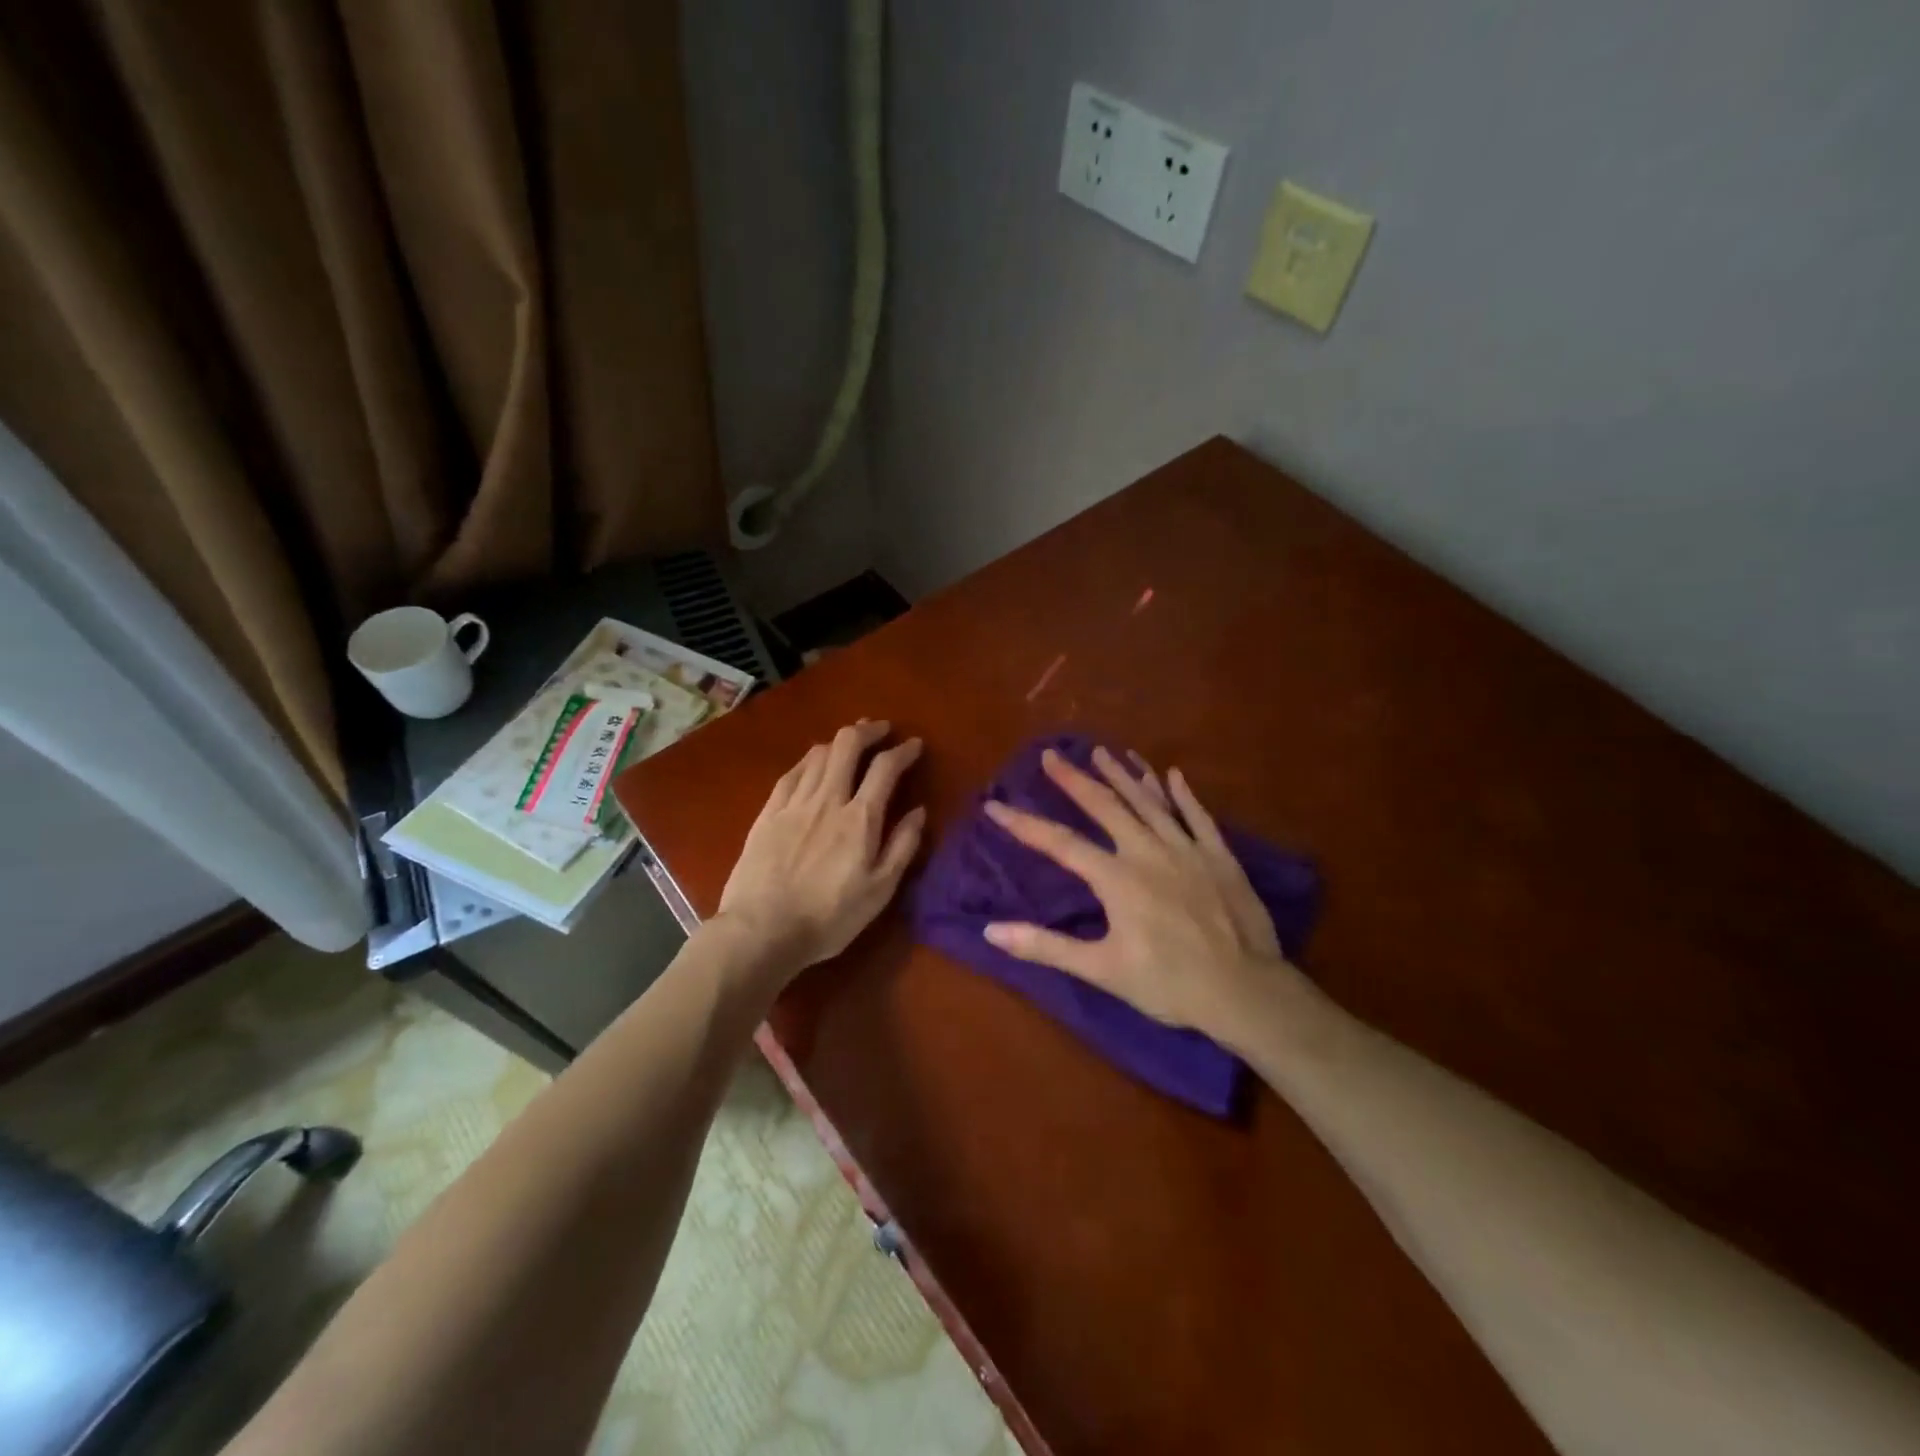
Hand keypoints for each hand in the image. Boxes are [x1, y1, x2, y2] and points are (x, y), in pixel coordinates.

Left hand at [717, 720, 925, 975]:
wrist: (762, 930)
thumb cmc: (829, 917)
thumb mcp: (880, 891)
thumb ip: (902, 846)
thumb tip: (918, 811)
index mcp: (860, 818)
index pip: (885, 768)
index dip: (903, 751)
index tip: (914, 745)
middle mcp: (827, 799)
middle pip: (847, 745)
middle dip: (868, 730)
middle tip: (880, 730)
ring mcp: (793, 803)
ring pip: (817, 754)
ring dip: (838, 742)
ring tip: (849, 743)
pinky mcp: (767, 813)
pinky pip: (791, 773)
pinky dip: (808, 760)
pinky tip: (812, 762)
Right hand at [982, 746, 1297, 1041]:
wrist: (1246, 991)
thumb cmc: (1169, 984)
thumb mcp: (1101, 969)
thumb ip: (1045, 946)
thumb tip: (990, 932)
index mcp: (1116, 878)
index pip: (1060, 843)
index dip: (1024, 824)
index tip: (995, 804)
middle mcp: (1147, 851)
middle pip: (1105, 806)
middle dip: (1075, 779)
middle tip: (1052, 755)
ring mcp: (1186, 849)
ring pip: (1149, 802)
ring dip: (1123, 775)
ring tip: (1102, 752)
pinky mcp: (1219, 856)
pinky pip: (1197, 815)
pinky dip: (1182, 794)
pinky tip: (1171, 774)